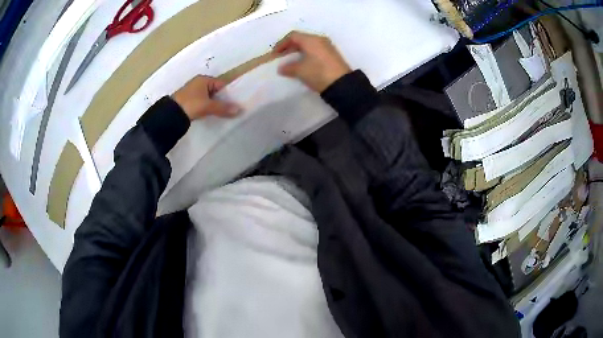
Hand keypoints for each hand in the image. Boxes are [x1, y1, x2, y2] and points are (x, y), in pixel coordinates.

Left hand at [172, 75, 239, 119]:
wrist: (170, 115)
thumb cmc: (190, 104)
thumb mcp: (208, 106)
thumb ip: (223, 108)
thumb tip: (239, 109)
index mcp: (204, 79)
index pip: (222, 84)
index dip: (229, 93)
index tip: (237, 102)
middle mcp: (199, 83)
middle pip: (216, 91)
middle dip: (223, 99)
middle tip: (232, 109)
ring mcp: (193, 93)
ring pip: (210, 98)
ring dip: (216, 104)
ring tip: (225, 113)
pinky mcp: (190, 101)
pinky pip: (204, 103)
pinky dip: (209, 107)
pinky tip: (213, 114)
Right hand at [273, 31, 351, 92]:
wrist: (342, 84)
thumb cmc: (318, 73)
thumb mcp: (300, 71)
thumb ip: (288, 68)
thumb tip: (281, 68)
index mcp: (311, 40)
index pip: (293, 36)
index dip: (282, 44)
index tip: (275, 54)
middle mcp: (320, 40)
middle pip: (301, 39)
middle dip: (289, 47)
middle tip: (281, 56)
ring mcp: (327, 47)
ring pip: (309, 45)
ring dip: (298, 51)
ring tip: (291, 61)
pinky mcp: (332, 55)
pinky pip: (315, 50)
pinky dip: (306, 54)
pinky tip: (303, 64)